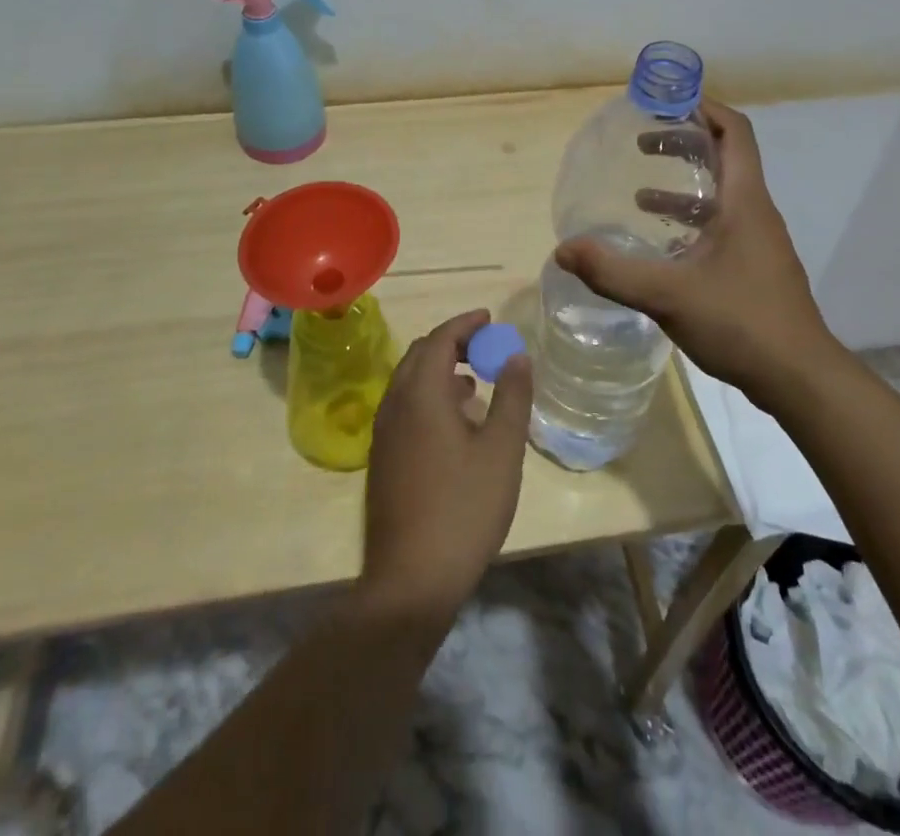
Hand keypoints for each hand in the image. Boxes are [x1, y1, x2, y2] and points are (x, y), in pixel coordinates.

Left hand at [360, 310, 533, 620]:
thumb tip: (517, 355)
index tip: (490, 318)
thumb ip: (512, 397)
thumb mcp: (502, 450)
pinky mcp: (383, 459)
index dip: (465, 323)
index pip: (440, 339)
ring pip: (409, 382)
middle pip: (420, 355)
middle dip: (452, 342)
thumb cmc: (463, 508)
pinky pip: (405, 407)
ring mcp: (384, 434)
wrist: (411, 581)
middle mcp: (394, 405)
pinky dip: (430, 396)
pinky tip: (456, 421)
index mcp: (421, 395)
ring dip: (440, 370)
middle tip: (485, 345)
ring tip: (476, 380)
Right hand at [553, 101, 848, 409]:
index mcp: (744, 201)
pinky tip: (662, 245)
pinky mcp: (755, 267)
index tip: (667, 102)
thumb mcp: (668, 294)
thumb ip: (612, 272)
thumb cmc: (741, 322)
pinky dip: (691, 222)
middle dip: (685, 143)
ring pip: (722, 196)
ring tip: (640, 192)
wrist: (799, 378)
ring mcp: (758, 242)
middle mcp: (756, 212)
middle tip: (644, 141)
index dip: (704, 108)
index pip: (734, 132)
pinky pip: (722, 226)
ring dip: (685, 186)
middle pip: (725, 158)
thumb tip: (563, 250)